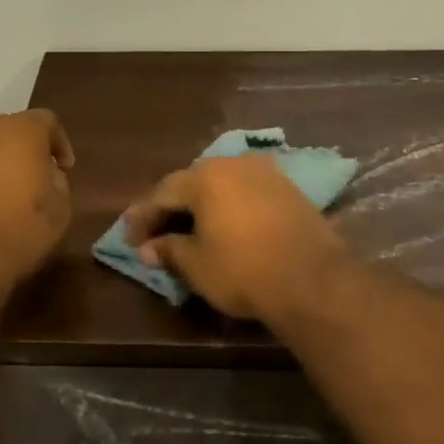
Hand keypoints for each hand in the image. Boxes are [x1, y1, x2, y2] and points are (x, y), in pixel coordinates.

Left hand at [0, 110, 75, 296]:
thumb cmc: (15, 237)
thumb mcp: (59, 212)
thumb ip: (56, 182)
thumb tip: (45, 173)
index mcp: (19, 131)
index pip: (46, 121)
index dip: (57, 143)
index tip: (62, 167)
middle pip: (3, 130)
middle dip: (15, 151)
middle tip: (22, 181)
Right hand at [123, 155, 350, 321]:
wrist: (313, 279)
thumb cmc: (244, 270)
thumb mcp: (196, 264)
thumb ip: (168, 250)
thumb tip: (148, 248)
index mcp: (204, 177)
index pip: (162, 193)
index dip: (143, 216)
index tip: (130, 239)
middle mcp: (233, 164)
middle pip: (192, 182)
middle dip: (172, 206)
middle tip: (158, 231)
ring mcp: (265, 173)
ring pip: (222, 183)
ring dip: (203, 203)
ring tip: (191, 227)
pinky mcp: (289, 188)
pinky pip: (247, 191)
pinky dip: (230, 205)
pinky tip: (227, 224)